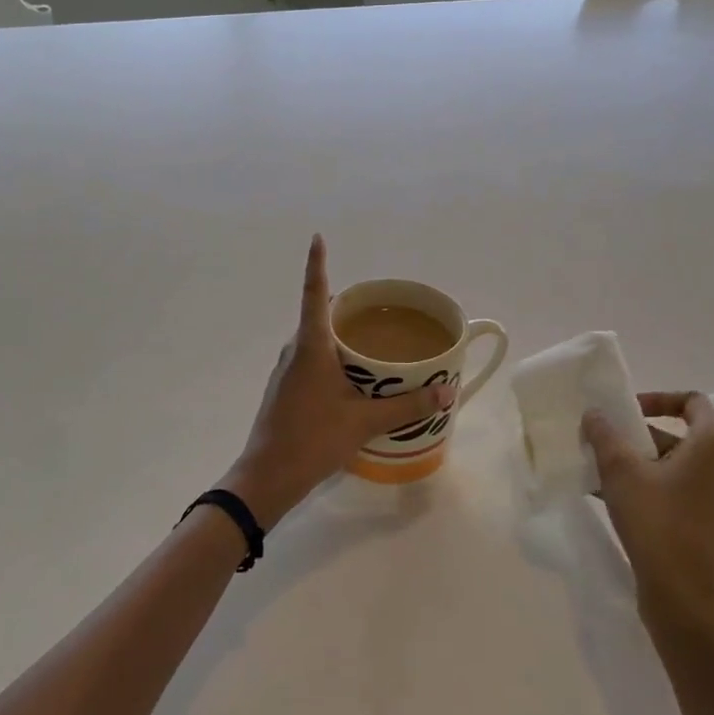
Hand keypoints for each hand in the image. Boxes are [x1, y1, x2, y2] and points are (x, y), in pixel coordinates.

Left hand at [222, 235, 454, 528]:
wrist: (266, 477)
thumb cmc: (312, 439)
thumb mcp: (364, 422)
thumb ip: (407, 407)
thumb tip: (447, 394)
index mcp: (310, 346)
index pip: (315, 294)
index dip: (317, 264)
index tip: (317, 237)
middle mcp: (295, 350)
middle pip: (319, 315)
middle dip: (347, 306)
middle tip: (380, 304)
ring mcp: (286, 370)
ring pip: (316, 340)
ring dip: (340, 335)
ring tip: (374, 339)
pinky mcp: (286, 389)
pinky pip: (312, 359)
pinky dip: (333, 357)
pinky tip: (353, 376)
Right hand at [583, 391, 713, 636]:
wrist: (686, 601)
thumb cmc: (658, 524)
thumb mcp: (621, 471)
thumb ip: (605, 434)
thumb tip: (596, 414)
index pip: (692, 402)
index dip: (657, 399)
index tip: (626, 412)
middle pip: (679, 435)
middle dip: (637, 436)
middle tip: (604, 444)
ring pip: (675, 465)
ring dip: (638, 463)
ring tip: (599, 473)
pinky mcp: (712, 525)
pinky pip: (678, 491)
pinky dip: (649, 487)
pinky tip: (612, 500)